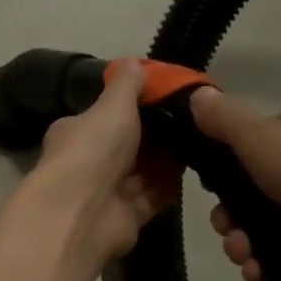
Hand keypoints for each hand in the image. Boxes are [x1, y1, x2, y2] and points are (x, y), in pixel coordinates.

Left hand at [17, 60, 179, 267]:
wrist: (81, 214)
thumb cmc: (92, 151)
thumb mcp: (112, 106)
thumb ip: (126, 85)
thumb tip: (135, 63)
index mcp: (77, 132)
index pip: (106, 115)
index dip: (135, 106)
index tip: (168, 96)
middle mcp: (89, 162)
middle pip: (129, 145)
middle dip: (158, 134)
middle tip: (195, 118)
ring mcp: (107, 192)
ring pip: (143, 172)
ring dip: (168, 160)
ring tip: (203, 140)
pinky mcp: (127, 217)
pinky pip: (154, 196)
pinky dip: (170, 186)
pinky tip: (196, 170)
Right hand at [188, 89, 280, 280]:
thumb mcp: (261, 139)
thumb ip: (224, 119)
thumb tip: (194, 94)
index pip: (250, 143)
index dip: (224, 174)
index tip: (212, 199)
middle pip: (254, 189)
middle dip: (233, 219)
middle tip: (230, 237)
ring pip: (270, 222)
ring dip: (247, 244)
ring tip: (247, 262)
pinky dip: (272, 262)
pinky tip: (263, 274)